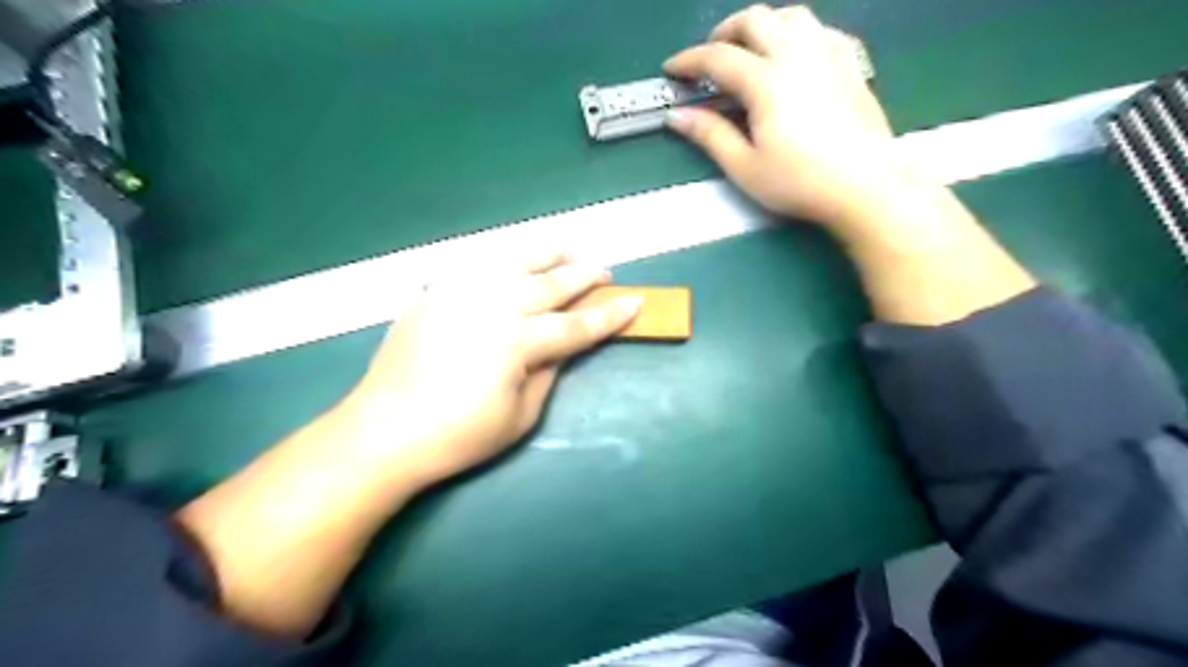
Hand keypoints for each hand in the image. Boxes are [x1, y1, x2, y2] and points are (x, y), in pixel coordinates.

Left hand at [327, 250, 645, 485]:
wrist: (384, 431)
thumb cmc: (458, 436)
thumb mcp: (519, 417)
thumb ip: (548, 374)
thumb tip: (563, 347)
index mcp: (516, 342)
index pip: (575, 325)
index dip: (608, 316)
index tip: (634, 302)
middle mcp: (491, 306)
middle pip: (550, 284)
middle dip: (584, 276)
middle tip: (606, 271)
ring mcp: (460, 294)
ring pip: (514, 262)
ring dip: (547, 254)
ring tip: (569, 249)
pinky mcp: (436, 294)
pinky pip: (477, 267)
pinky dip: (503, 261)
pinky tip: (515, 262)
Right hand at [665, 2, 907, 229]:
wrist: (866, 186)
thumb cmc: (800, 182)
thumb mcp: (745, 167)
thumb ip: (710, 135)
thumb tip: (678, 116)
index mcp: (767, 81)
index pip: (718, 58)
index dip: (689, 61)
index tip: (672, 69)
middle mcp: (797, 55)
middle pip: (755, 20)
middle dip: (724, 33)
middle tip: (710, 58)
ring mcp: (829, 54)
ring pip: (791, 15)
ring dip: (762, 26)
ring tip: (750, 51)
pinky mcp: (850, 64)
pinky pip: (820, 30)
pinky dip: (797, 33)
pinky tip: (793, 56)